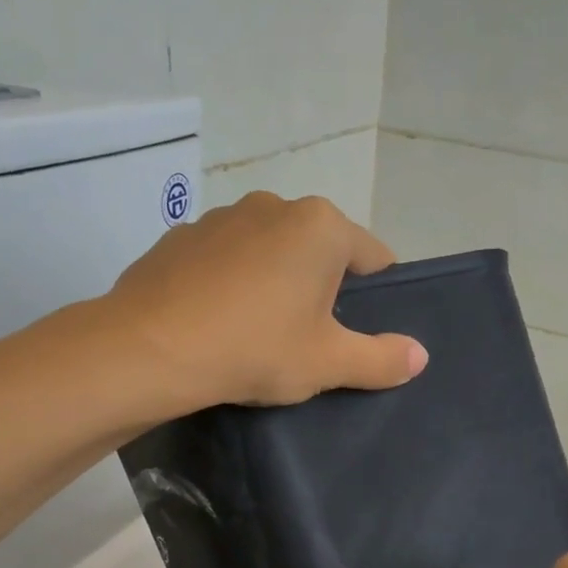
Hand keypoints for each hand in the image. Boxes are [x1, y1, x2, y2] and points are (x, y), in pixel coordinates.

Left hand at [104, 192, 427, 412]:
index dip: (377, 298)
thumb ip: (381, 358)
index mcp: (321, 226)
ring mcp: (222, 216)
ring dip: (277, 282)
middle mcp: (275, 205)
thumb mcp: (328, 362)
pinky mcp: (181, 237)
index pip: (375, 258)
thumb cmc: (255, 348)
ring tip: (259, 332)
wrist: (148, 349)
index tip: (360, 334)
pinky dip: (232, 282)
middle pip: (321, 251)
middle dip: (324, 289)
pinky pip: (226, 259)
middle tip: (311, 339)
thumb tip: (420, 356)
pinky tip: (218, 322)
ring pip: (271, 251)